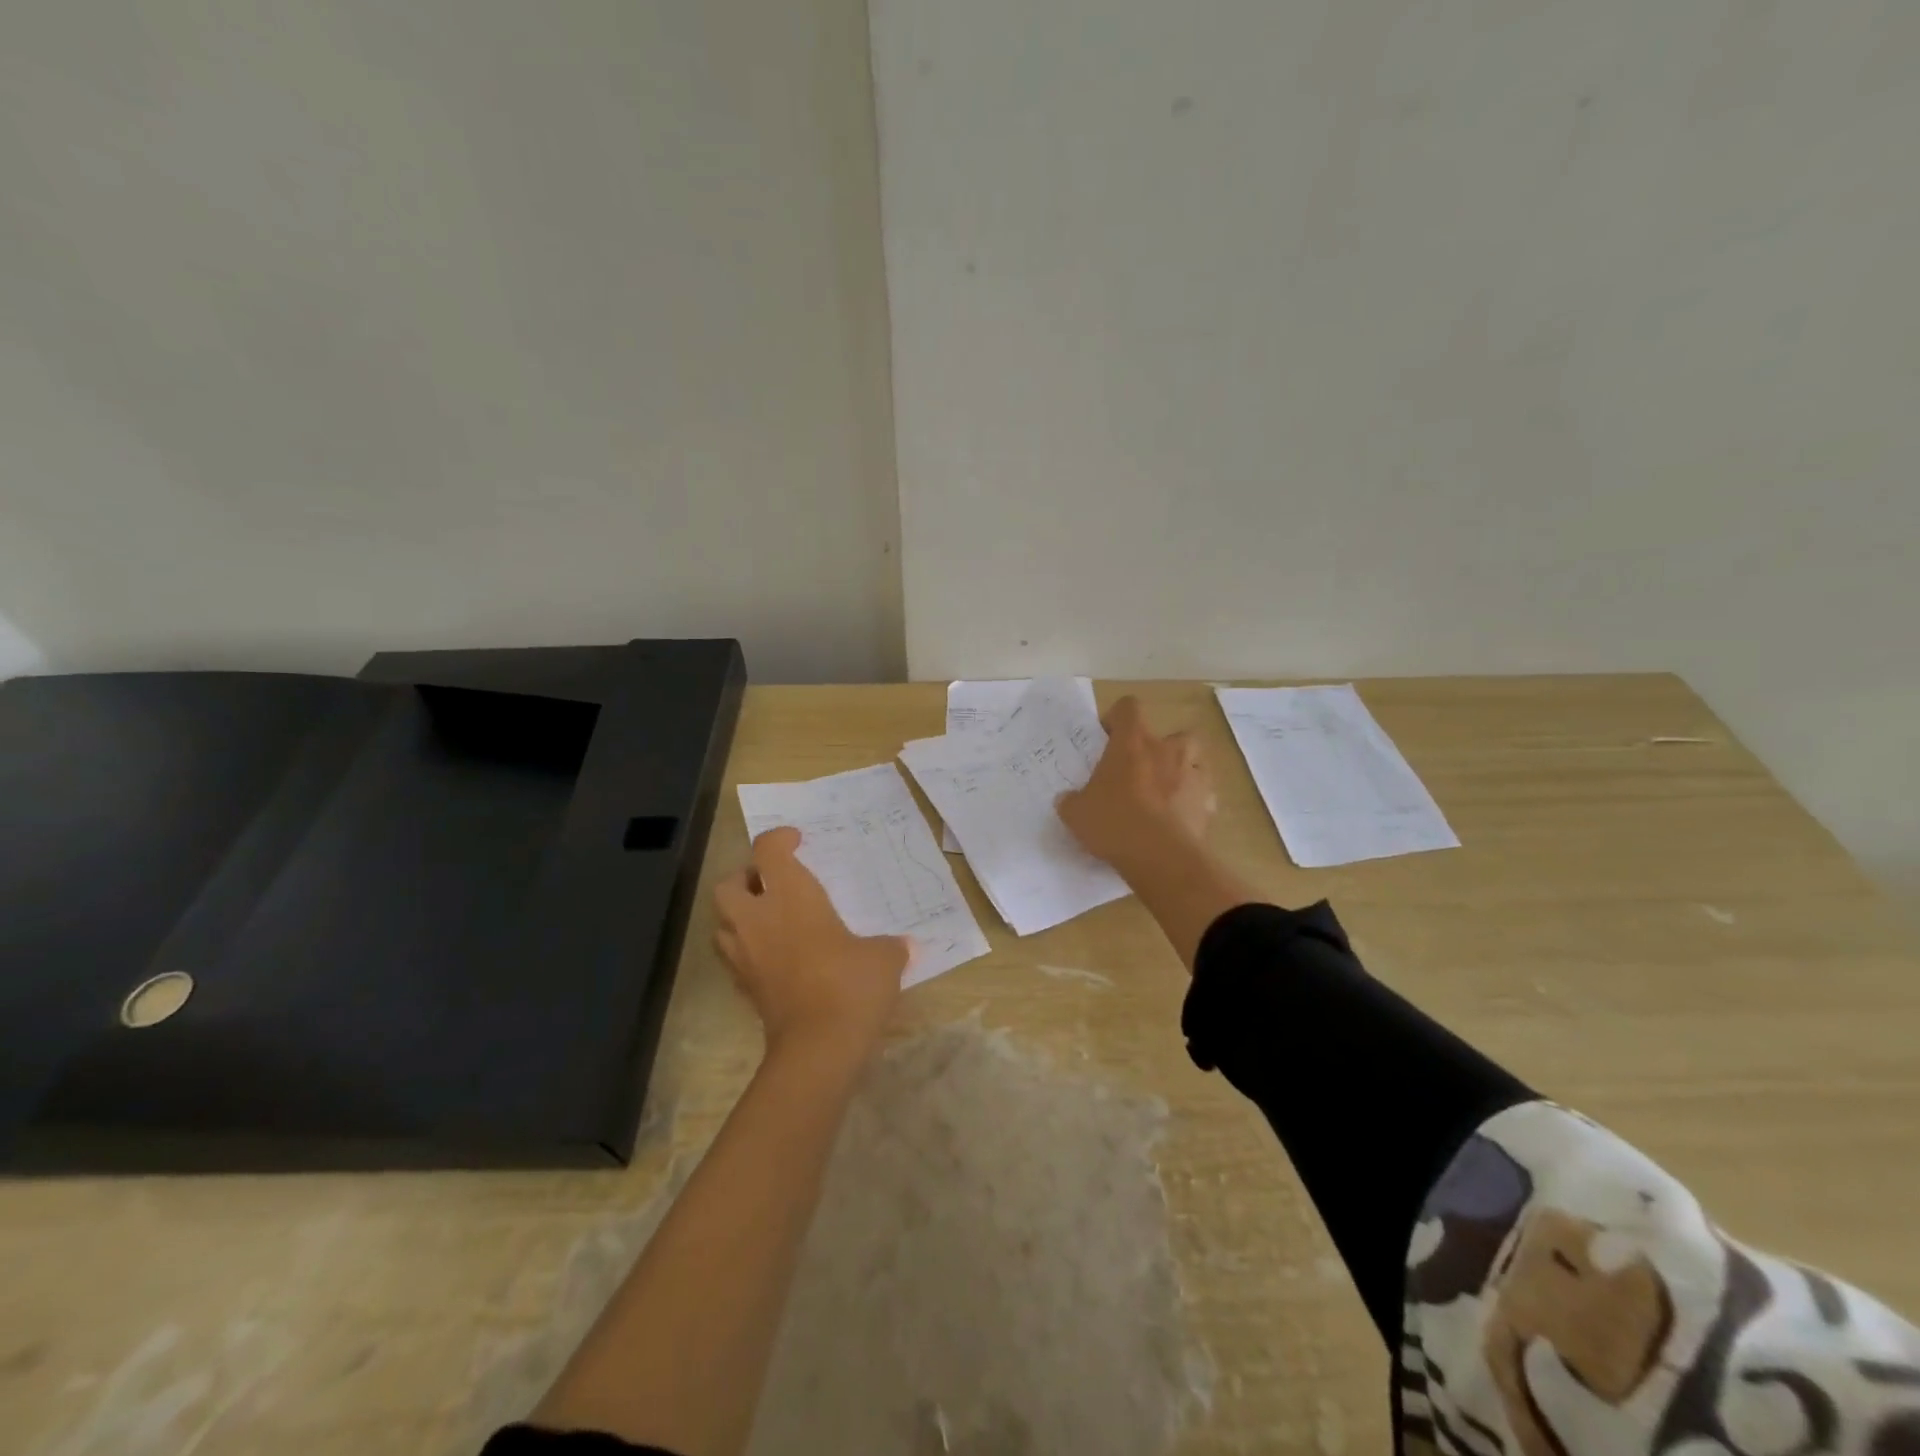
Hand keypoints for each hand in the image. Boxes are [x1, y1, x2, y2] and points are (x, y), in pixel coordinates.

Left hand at [713, 827, 909, 1059]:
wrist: (818, 1046)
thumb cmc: (851, 984)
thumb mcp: (883, 957)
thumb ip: (889, 946)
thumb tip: (904, 946)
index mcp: (790, 895)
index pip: (768, 850)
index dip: (779, 839)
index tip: (798, 841)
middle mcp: (757, 918)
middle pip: (729, 884)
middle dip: (746, 878)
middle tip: (773, 884)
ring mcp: (744, 955)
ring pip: (722, 922)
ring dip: (740, 915)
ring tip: (770, 920)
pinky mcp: (743, 988)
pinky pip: (735, 957)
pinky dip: (747, 950)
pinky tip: (776, 957)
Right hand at [1057, 696, 1216, 872]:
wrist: (1161, 857)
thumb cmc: (1114, 823)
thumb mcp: (1077, 814)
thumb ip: (1071, 801)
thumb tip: (1067, 799)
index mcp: (1132, 743)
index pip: (1128, 708)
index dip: (1118, 719)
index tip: (1108, 739)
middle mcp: (1167, 750)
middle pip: (1172, 734)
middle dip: (1160, 749)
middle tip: (1141, 771)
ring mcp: (1193, 775)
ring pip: (1194, 761)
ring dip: (1182, 772)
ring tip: (1165, 794)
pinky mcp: (1209, 803)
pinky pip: (1203, 795)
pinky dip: (1192, 803)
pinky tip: (1177, 821)